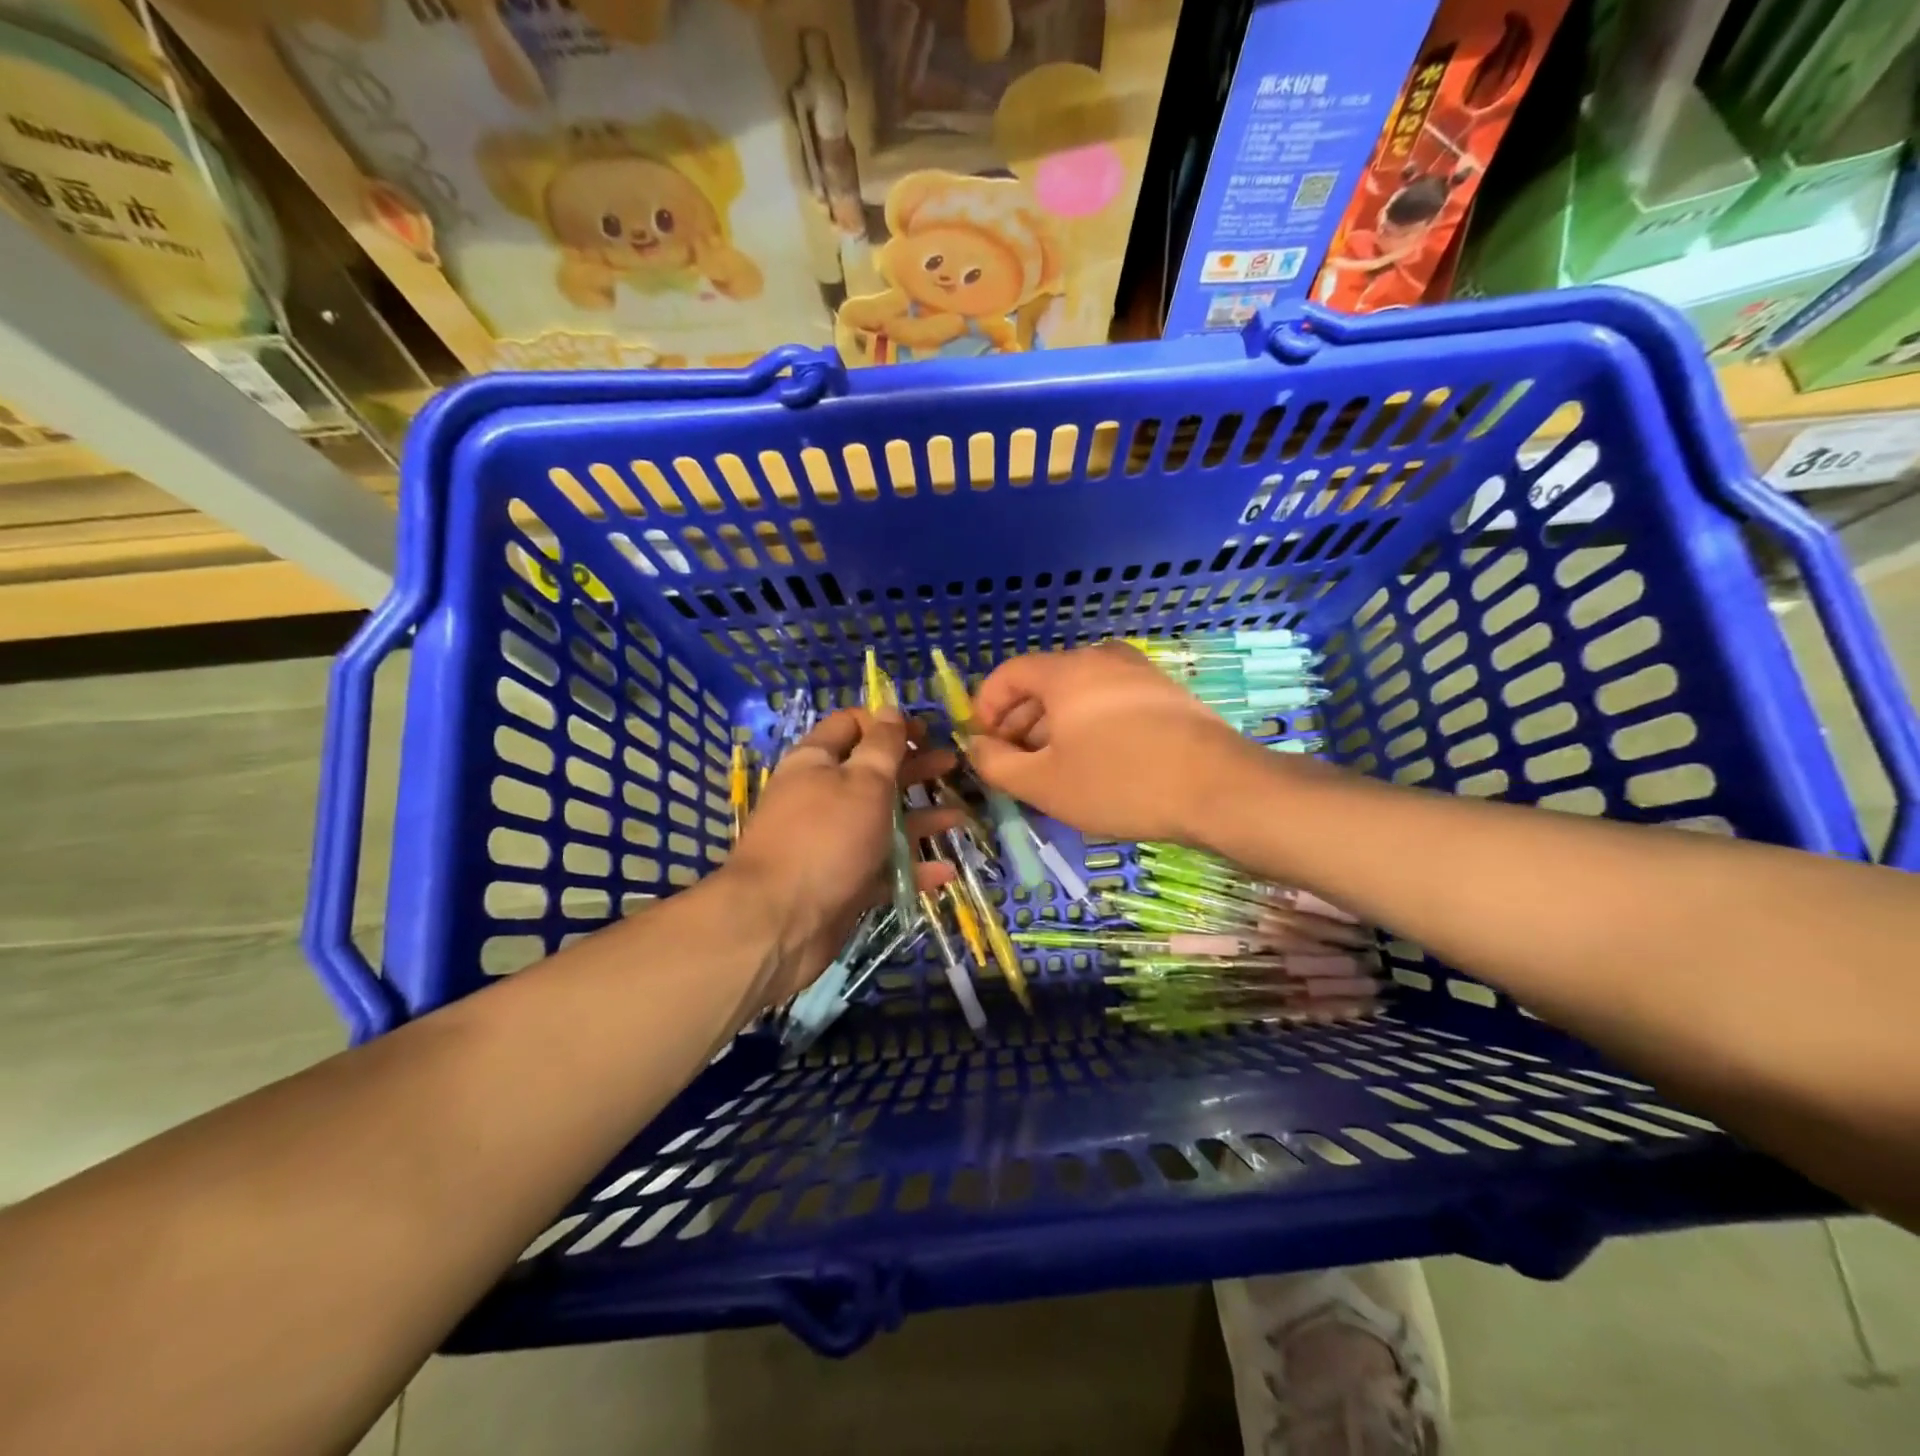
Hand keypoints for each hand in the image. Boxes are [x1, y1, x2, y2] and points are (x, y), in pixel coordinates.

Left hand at [722, 708, 956, 1005]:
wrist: (780, 922)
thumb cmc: (826, 837)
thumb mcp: (863, 781)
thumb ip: (882, 746)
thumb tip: (890, 708)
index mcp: (817, 762)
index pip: (851, 726)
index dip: (887, 724)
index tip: (925, 732)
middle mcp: (822, 798)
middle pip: (872, 774)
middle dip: (913, 768)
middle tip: (952, 766)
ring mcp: (832, 843)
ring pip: (882, 823)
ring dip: (921, 818)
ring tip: (961, 817)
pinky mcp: (842, 883)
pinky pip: (882, 869)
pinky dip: (911, 869)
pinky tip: (944, 871)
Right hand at [968, 643, 1259, 844]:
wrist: (1220, 789)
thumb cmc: (1119, 783)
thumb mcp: (1043, 783)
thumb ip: (996, 763)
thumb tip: (976, 746)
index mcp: (1066, 671)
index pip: (1008, 674)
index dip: (985, 708)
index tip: (983, 745)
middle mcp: (1102, 659)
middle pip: (1043, 684)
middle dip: (1019, 724)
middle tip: (1014, 766)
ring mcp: (1139, 674)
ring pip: (1078, 696)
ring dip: (1053, 729)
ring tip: (1053, 772)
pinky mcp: (1166, 695)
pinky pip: (1110, 704)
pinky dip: (1089, 728)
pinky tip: (1096, 766)